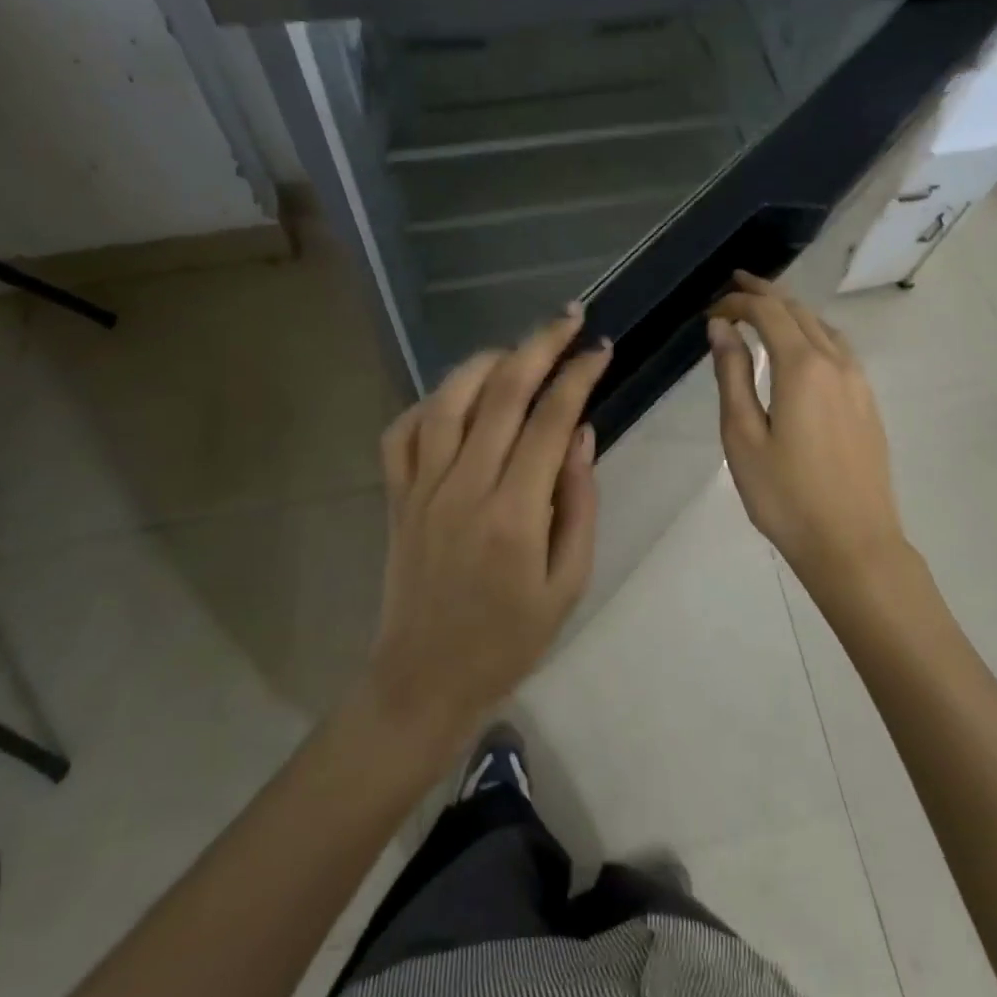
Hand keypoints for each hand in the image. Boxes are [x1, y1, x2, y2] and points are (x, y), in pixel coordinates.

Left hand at [368, 306, 612, 745]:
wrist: (425, 679)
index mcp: (514, 513)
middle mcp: (464, 486)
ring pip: (449, 398)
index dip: (579, 375)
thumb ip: (579, 502)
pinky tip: (457, 395)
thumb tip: (582, 433)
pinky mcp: (395, 495)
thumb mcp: (568, 581)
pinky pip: (403, 430)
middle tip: (570, 317)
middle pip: (503, 392)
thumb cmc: (509, 638)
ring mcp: (421, 487)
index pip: (551, 420)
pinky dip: (430, 400)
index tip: (601, 349)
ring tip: (519, 348)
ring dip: (487, 361)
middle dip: (541, 344)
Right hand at [707, 272, 908, 603]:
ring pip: (823, 327)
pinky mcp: (868, 402)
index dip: (738, 302)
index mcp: (803, 366)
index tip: (711, 310)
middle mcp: (836, 362)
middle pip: (798, 311)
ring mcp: (859, 382)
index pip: (768, 312)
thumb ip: (732, 376)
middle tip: (736, 285)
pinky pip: (839, 348)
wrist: (854, 544)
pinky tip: (801, 347)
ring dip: (791, 311)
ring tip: (765, 308)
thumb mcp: (743, 436)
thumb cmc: (786, 495)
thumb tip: (721, 329)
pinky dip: (813, 332)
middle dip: (765, 294)